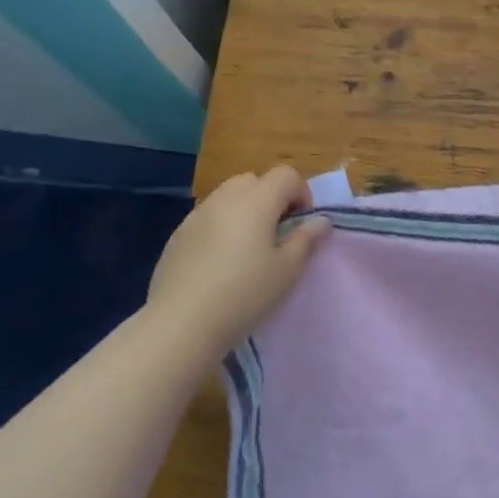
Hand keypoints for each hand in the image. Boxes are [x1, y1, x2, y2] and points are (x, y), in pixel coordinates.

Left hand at [147, 166, 330, 352]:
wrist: (182, 322)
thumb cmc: (245, 293)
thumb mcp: (287, 270)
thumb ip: (306, 239)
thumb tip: (320, 221)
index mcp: (256, 201)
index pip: (286, 175)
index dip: (302, 194)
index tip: (302, 225)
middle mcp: (225, 198)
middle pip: (254, 181)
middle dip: (272, 199)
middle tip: (277, 234)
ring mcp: (197, 215)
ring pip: (228, 197)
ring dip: (246, 211)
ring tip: (249, 249)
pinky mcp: (178, 235)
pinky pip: (208, 217)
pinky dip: (222, 226)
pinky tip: (221, 262)